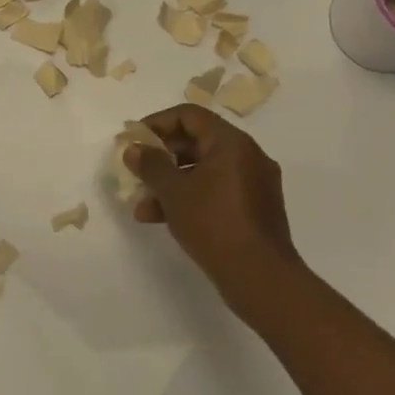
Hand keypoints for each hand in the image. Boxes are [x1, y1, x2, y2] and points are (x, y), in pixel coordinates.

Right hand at [124, 104, 302, 314]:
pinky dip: (192, 198)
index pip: (190, 116)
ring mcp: (255, 183)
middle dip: (162, 157)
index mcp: (232, 142)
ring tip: (143, 205)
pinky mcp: (256, 209)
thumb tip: (133, 148)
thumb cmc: (214, 224)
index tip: (135, 139)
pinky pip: (217, 191)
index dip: (158, 123)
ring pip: (205, 171)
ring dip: (172, 182)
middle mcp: (248, 155)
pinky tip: (164, 219)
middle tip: (136, 171)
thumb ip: (151, 166)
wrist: (261, 278)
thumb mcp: (174, 193)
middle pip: (198, 142)